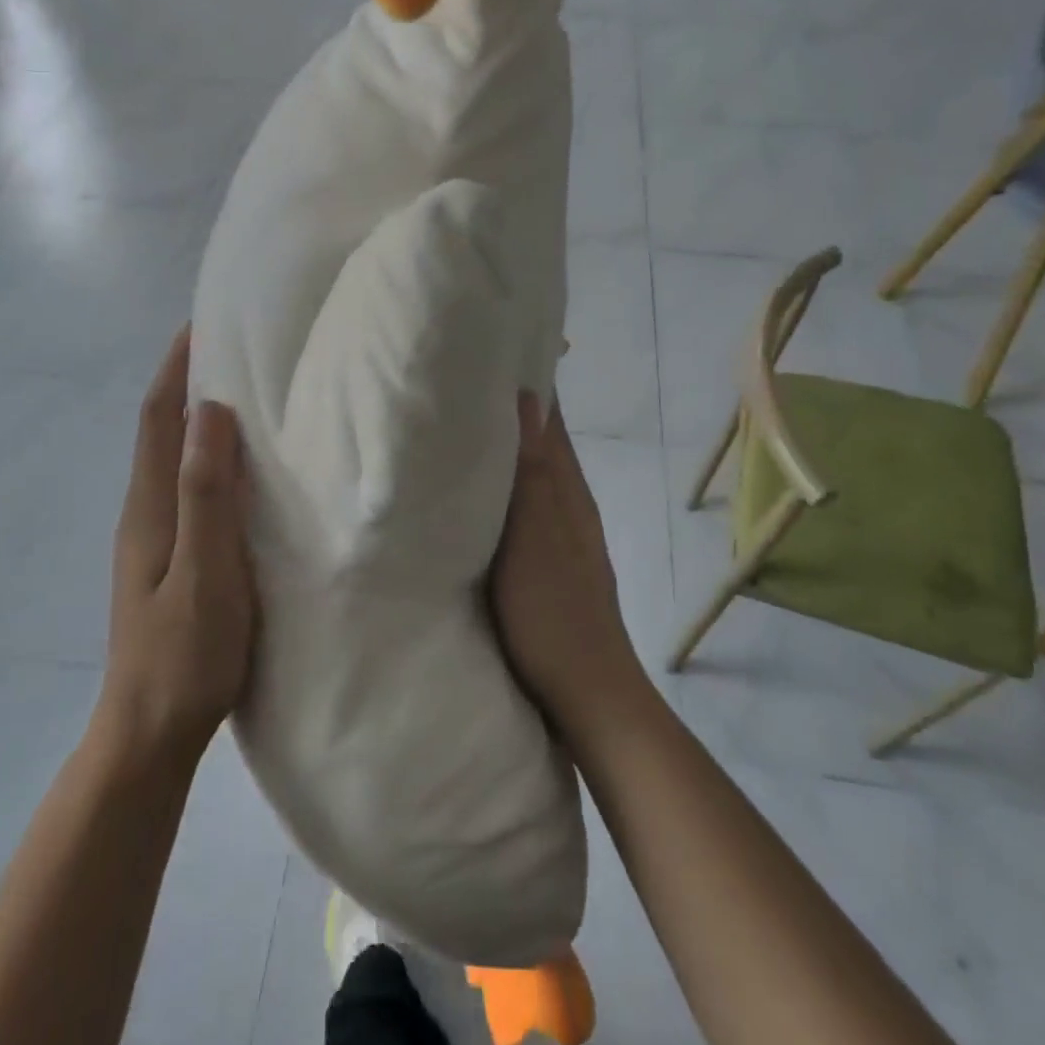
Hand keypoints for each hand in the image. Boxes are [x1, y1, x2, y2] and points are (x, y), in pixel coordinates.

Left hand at [103, 328, 257, 760]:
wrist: (149, 734)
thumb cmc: (185, 655)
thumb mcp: (205, 573)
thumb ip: (207, 495)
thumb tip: (210, 411)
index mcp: (150, 508)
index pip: (158, 418)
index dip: (176, 367)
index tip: (203, 322)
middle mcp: (145, 512)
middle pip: (161, 430)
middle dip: (186, 380)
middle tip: (232, 345)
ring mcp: (154, 537)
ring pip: (173, 458)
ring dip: (196, 416)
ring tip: (241, 389)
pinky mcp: (170, 558)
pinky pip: (186, 486)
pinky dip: (206, 455)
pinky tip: (237, 465)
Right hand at [490, 396, 643, 730]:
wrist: (587, 695)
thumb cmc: (554, 612)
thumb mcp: (535, 538)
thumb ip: (531, 472)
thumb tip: (529, 398)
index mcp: (567, 490)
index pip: (551, 419)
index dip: (528, 383)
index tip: (491, 350)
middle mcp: (567, 503)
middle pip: (540, 442)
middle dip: (508, 410)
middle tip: (457, 381)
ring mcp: (560, 535)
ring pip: (530, 474)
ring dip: (503, 448)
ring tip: (457, 425)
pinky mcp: (546, 562)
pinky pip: (521, 507)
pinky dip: (500, 488)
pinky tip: (473, 493)